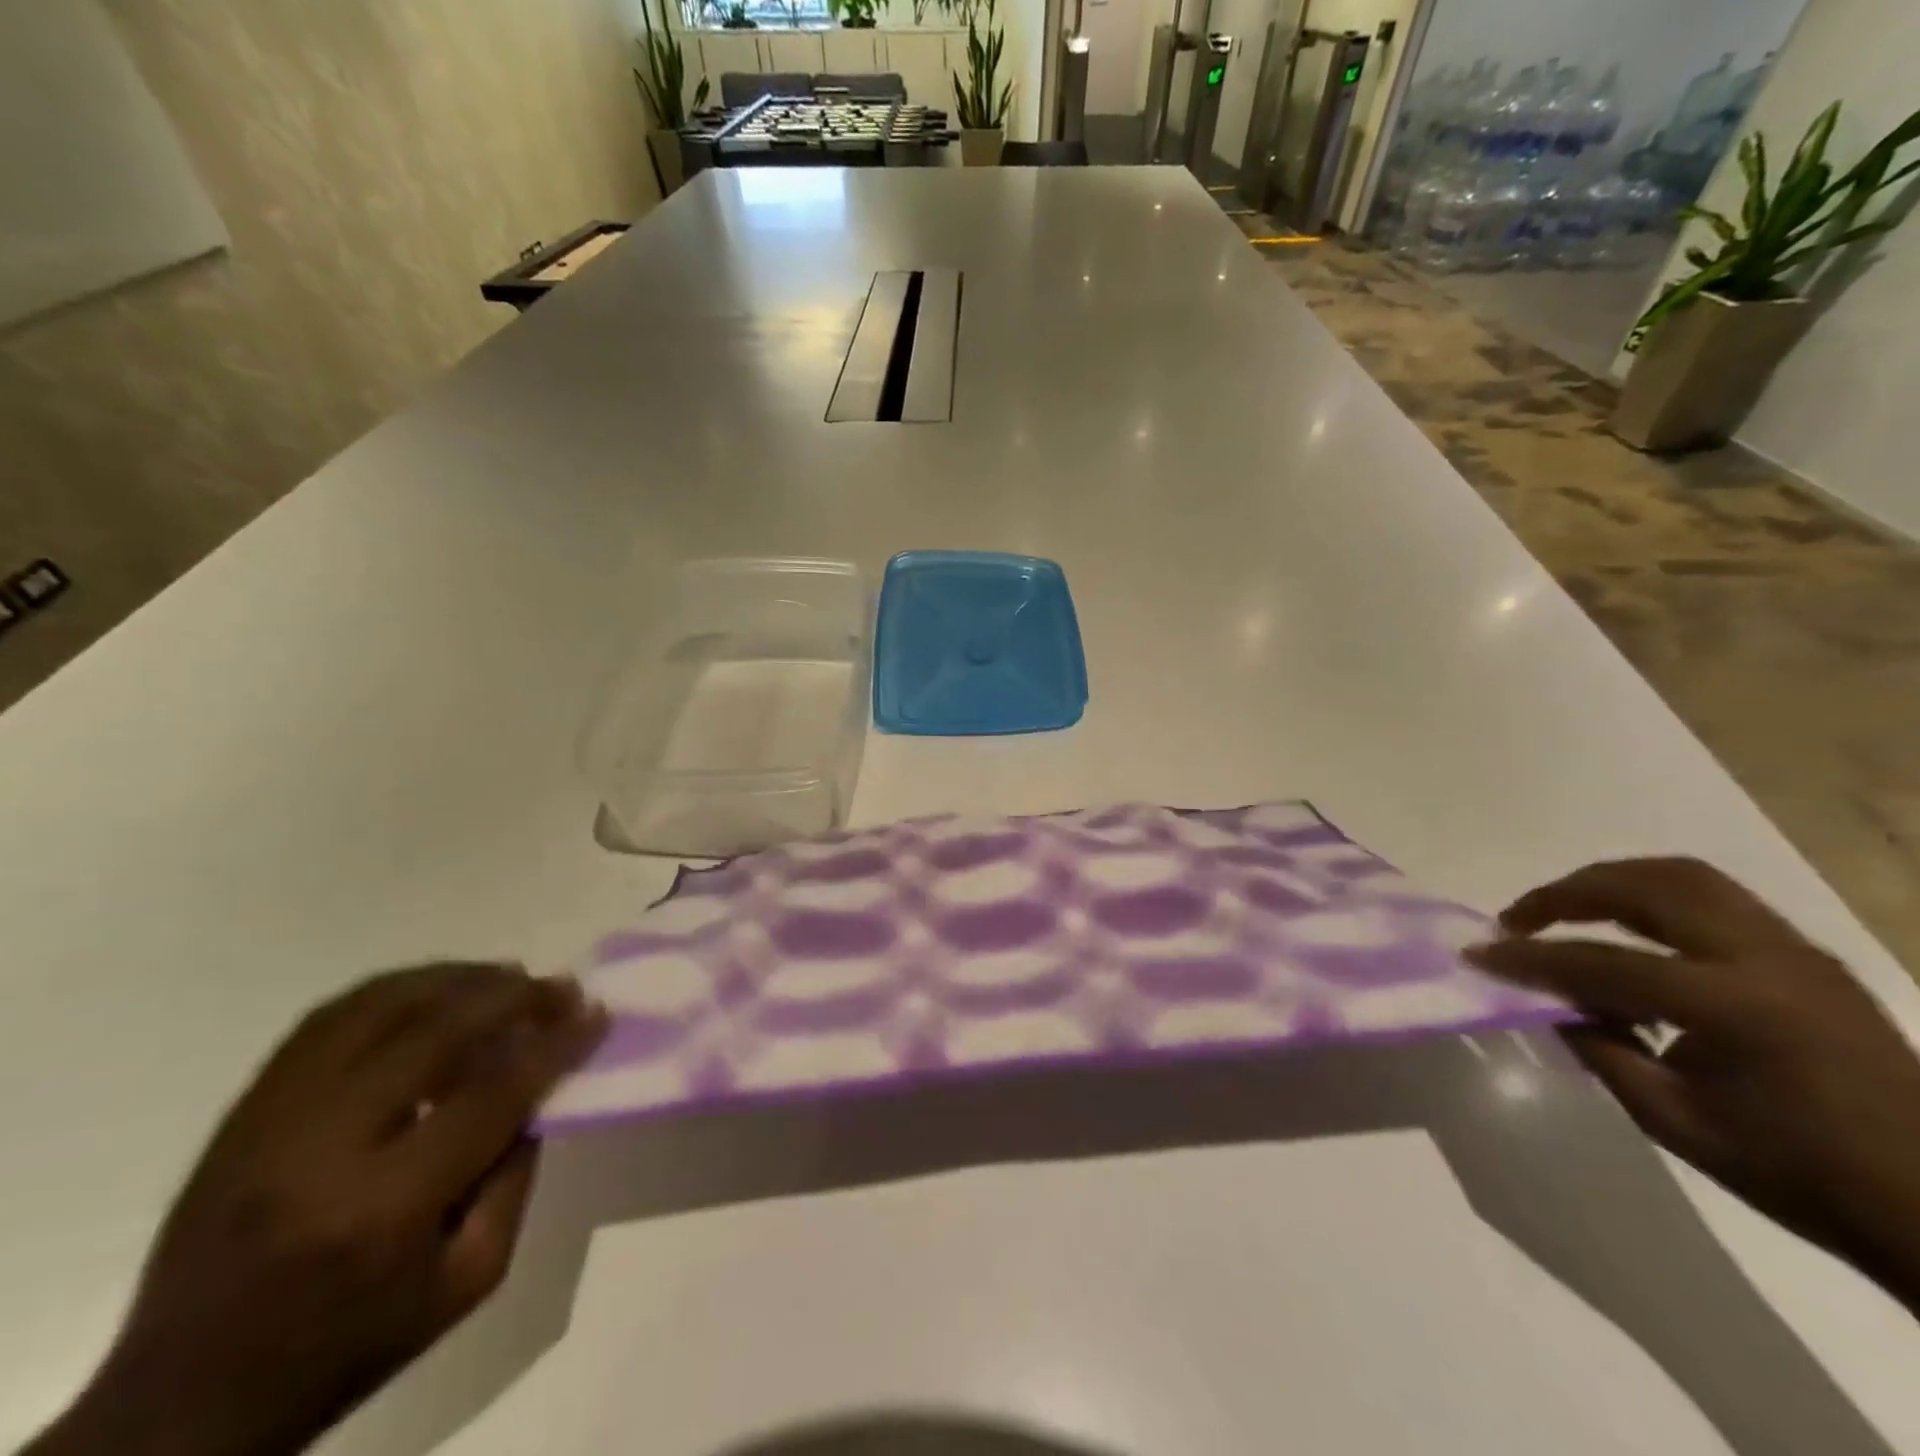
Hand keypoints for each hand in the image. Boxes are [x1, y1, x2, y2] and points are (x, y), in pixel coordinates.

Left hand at [35, 963, 605, 1455]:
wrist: (183, 1403)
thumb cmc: (352, 1344)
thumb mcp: (469, 1279)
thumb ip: (515, 1173)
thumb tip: (540, 1085)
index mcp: (383, 1207)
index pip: (491, 1093)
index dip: (554, 1043)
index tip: (595, 1012)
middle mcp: (320, 1148)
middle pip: (435, 1031)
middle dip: (513, 996)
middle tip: (559, 986)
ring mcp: (269, 1120)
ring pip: (377, 1007)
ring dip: (456, 978)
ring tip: (505, 976)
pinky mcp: (242, 1109)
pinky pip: (326, 1019)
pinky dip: (395, 989)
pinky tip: (436, 989)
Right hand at [1467, 858, 1919, 1310]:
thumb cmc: (1797, 1174)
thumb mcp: (1672, 1119)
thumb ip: (1599, 1047)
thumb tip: (1548, 1001)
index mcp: (1734, 1007)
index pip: (1601, 961)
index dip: (1529, 958)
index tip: (1478, 953)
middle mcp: (1766, 958)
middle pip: (1643, 887)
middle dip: (1566, 893)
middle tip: (1520, 918)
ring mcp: (1795, 950)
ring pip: (1682, 877)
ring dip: (1610, 883)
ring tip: (1566, 911)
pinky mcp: (1807, 955)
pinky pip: (1714, 898)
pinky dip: (1653, 897)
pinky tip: (1629, 931)